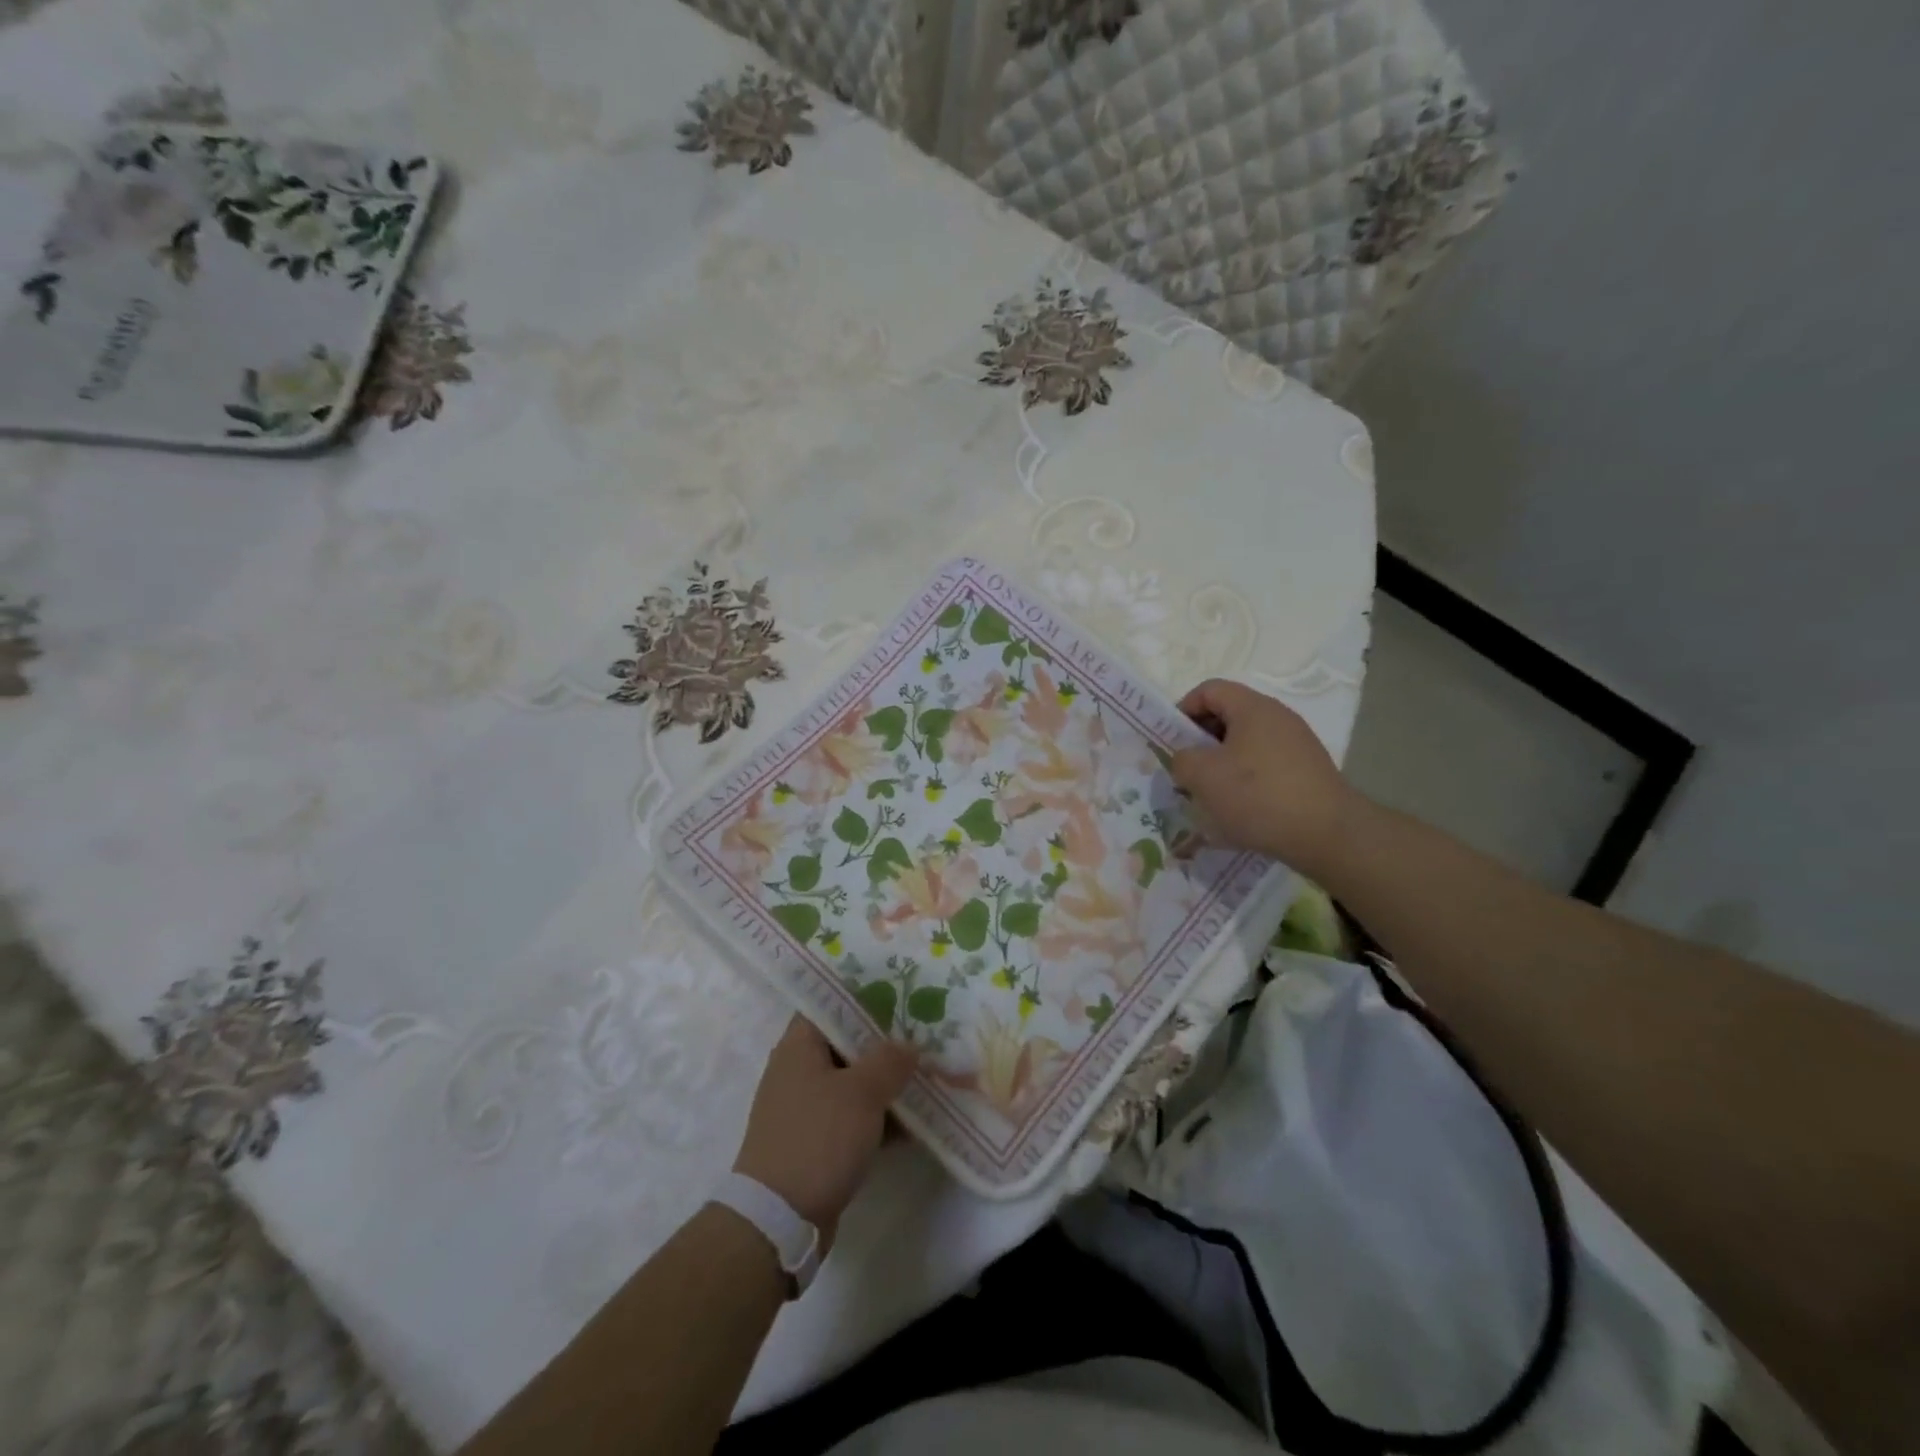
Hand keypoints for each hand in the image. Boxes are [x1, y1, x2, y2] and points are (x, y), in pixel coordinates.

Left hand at [733, 1016, 915, 1248]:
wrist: (778, 1220)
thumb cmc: (819, 1138)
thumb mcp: (862, 1092)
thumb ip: (890, 1061)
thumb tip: (908, 1045)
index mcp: (799, 1046)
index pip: (830, 1003)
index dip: (864, 998)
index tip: (900, 998)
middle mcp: (797, 1071)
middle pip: (846, 1044)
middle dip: (884, 1044)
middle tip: (923, 1038)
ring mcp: (805, 1109)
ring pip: (852, 1084)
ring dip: (886, 1084)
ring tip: (928, 1079)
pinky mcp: (814, 1143)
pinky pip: (852, 1118)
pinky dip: (878, 1119)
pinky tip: (915, 1125)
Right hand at [1169, 678, 1357, 877]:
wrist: (1327, 834)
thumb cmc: (1257, 795)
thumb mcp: (1202, 776)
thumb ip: (1181, 759)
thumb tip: (1186, 760)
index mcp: (1252, 707)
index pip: (1209, 690)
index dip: (1183, 710)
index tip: (1172, 742)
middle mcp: (1278, 717)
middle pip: (1228, 716)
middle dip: (1201, 742)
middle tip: (1187, 771)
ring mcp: (1297, 744)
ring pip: (1246, 744)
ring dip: (1222, 764)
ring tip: (1211, 796)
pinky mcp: (1308, 771)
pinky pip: (1266, 766)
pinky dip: (1247, 781)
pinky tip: (1242, 810)